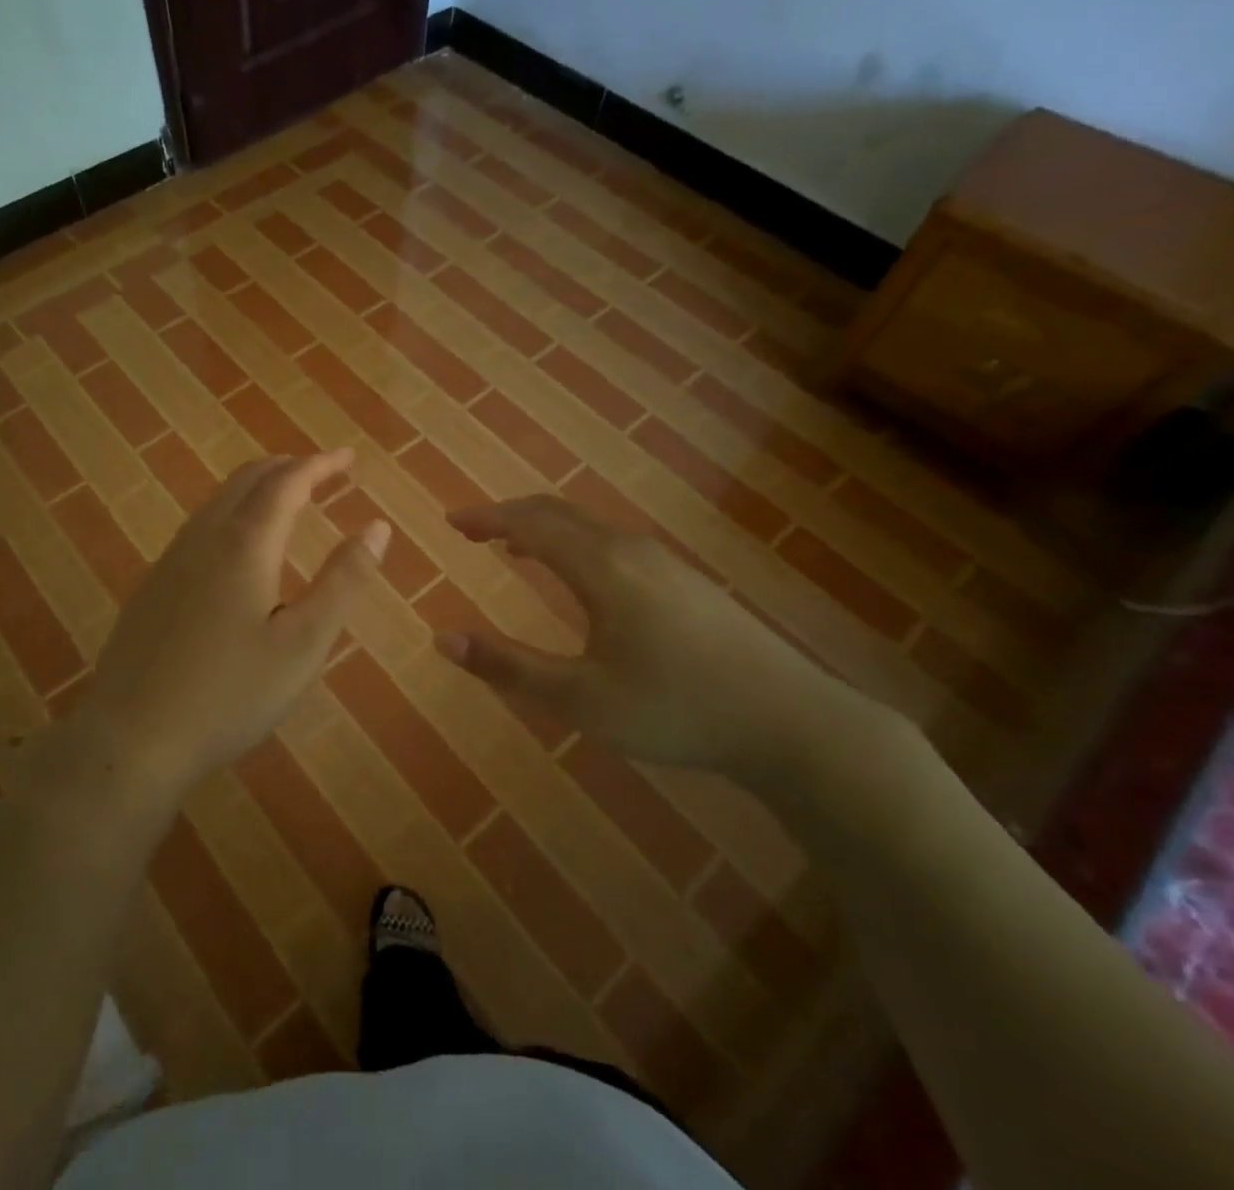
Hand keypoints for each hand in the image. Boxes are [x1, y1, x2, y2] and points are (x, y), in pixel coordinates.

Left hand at [74, 450, 388, 802]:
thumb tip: (377, 527)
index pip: (288, 482)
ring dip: (258, 487)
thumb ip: (343, 581)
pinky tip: (238, 546)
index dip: (321, 465)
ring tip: (287, 498)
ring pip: (219, 500)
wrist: (131, 737)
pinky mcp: (152, 585)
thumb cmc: (230, 694)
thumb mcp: (304, 644)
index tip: (348, 458)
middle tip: (323, 473)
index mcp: (245, 544)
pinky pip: (200, 526)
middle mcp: (204, 537)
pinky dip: (232, 512)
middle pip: (248, 479)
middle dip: (289, 467)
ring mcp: (171, 560)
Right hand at [436, 495, 878, 788]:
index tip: (452, 522)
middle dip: (510, 515)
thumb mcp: (580, 699)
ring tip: (514, 546)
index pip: (529, 523)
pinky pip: (613, 542)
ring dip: (545, 528)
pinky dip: (576, 542)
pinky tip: (580, 576)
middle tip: (474, 529)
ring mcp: (664, 562)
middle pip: (559, 512)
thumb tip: (442, 637)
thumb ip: (508, 667)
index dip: (486, 518)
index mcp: (600, 567)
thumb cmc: (674, 708)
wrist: (791, 722)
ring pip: (589, 526)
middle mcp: (630, 549)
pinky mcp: (686, 580)